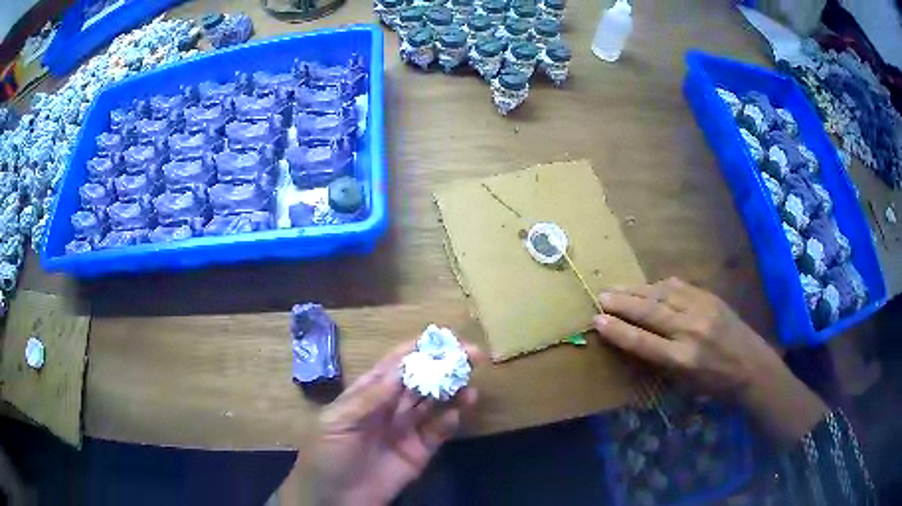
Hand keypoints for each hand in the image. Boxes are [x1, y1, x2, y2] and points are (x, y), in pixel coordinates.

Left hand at [312, 340, 483, 505]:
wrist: (335, 500)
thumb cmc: (327, 456)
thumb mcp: (337, 423)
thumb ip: (369, 399)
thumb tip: (400, 371)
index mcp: (368, 394)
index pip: (396, 364)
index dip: (419, 349)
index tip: (444, 340)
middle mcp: (391, 406)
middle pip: (421, 379)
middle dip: (444, 365)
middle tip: (472, 355)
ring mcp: (407, 428)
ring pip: (435, 402)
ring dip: (453, 389)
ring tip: (469, 383)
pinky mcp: (420, 451)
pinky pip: (439, 431)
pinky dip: (451, 419)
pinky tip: (458, 411)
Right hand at [593, 277, 828, 442]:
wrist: (752, 366)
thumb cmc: (715, 384)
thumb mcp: (684, 384)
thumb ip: (660, 361)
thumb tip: (636, 342)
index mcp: (683, 359)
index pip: (643, 342)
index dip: (618, 331)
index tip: (597, 320)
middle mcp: (691, 330)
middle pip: (650, 311)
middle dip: (622, 302)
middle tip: (600, 296)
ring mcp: (702, 309)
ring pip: (663, 293)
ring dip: (637, 290)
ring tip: (617, 287)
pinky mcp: (710, 297)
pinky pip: (680, 286)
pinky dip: (659, 286)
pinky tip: (648, 287)